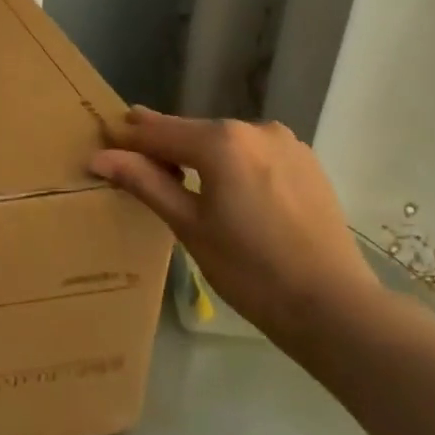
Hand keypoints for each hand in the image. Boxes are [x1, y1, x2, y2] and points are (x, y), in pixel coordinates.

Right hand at [90, 107, 379, 343]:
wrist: (334, 307)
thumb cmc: (250, 270)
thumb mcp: (188, 225)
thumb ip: (145, 182)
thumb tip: (100, 157)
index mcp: (221, 140)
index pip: (158, 131)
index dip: (127, 136)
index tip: (101, 137)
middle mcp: (254, 128)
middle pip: (192, 132)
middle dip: (161, 143)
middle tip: (129, 152)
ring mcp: (285, 142)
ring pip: (224, 141)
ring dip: (196, 152)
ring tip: (173, 172)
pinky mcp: (306, 162)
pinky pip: (252, 153)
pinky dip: (230, 162)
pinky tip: (222, 185)